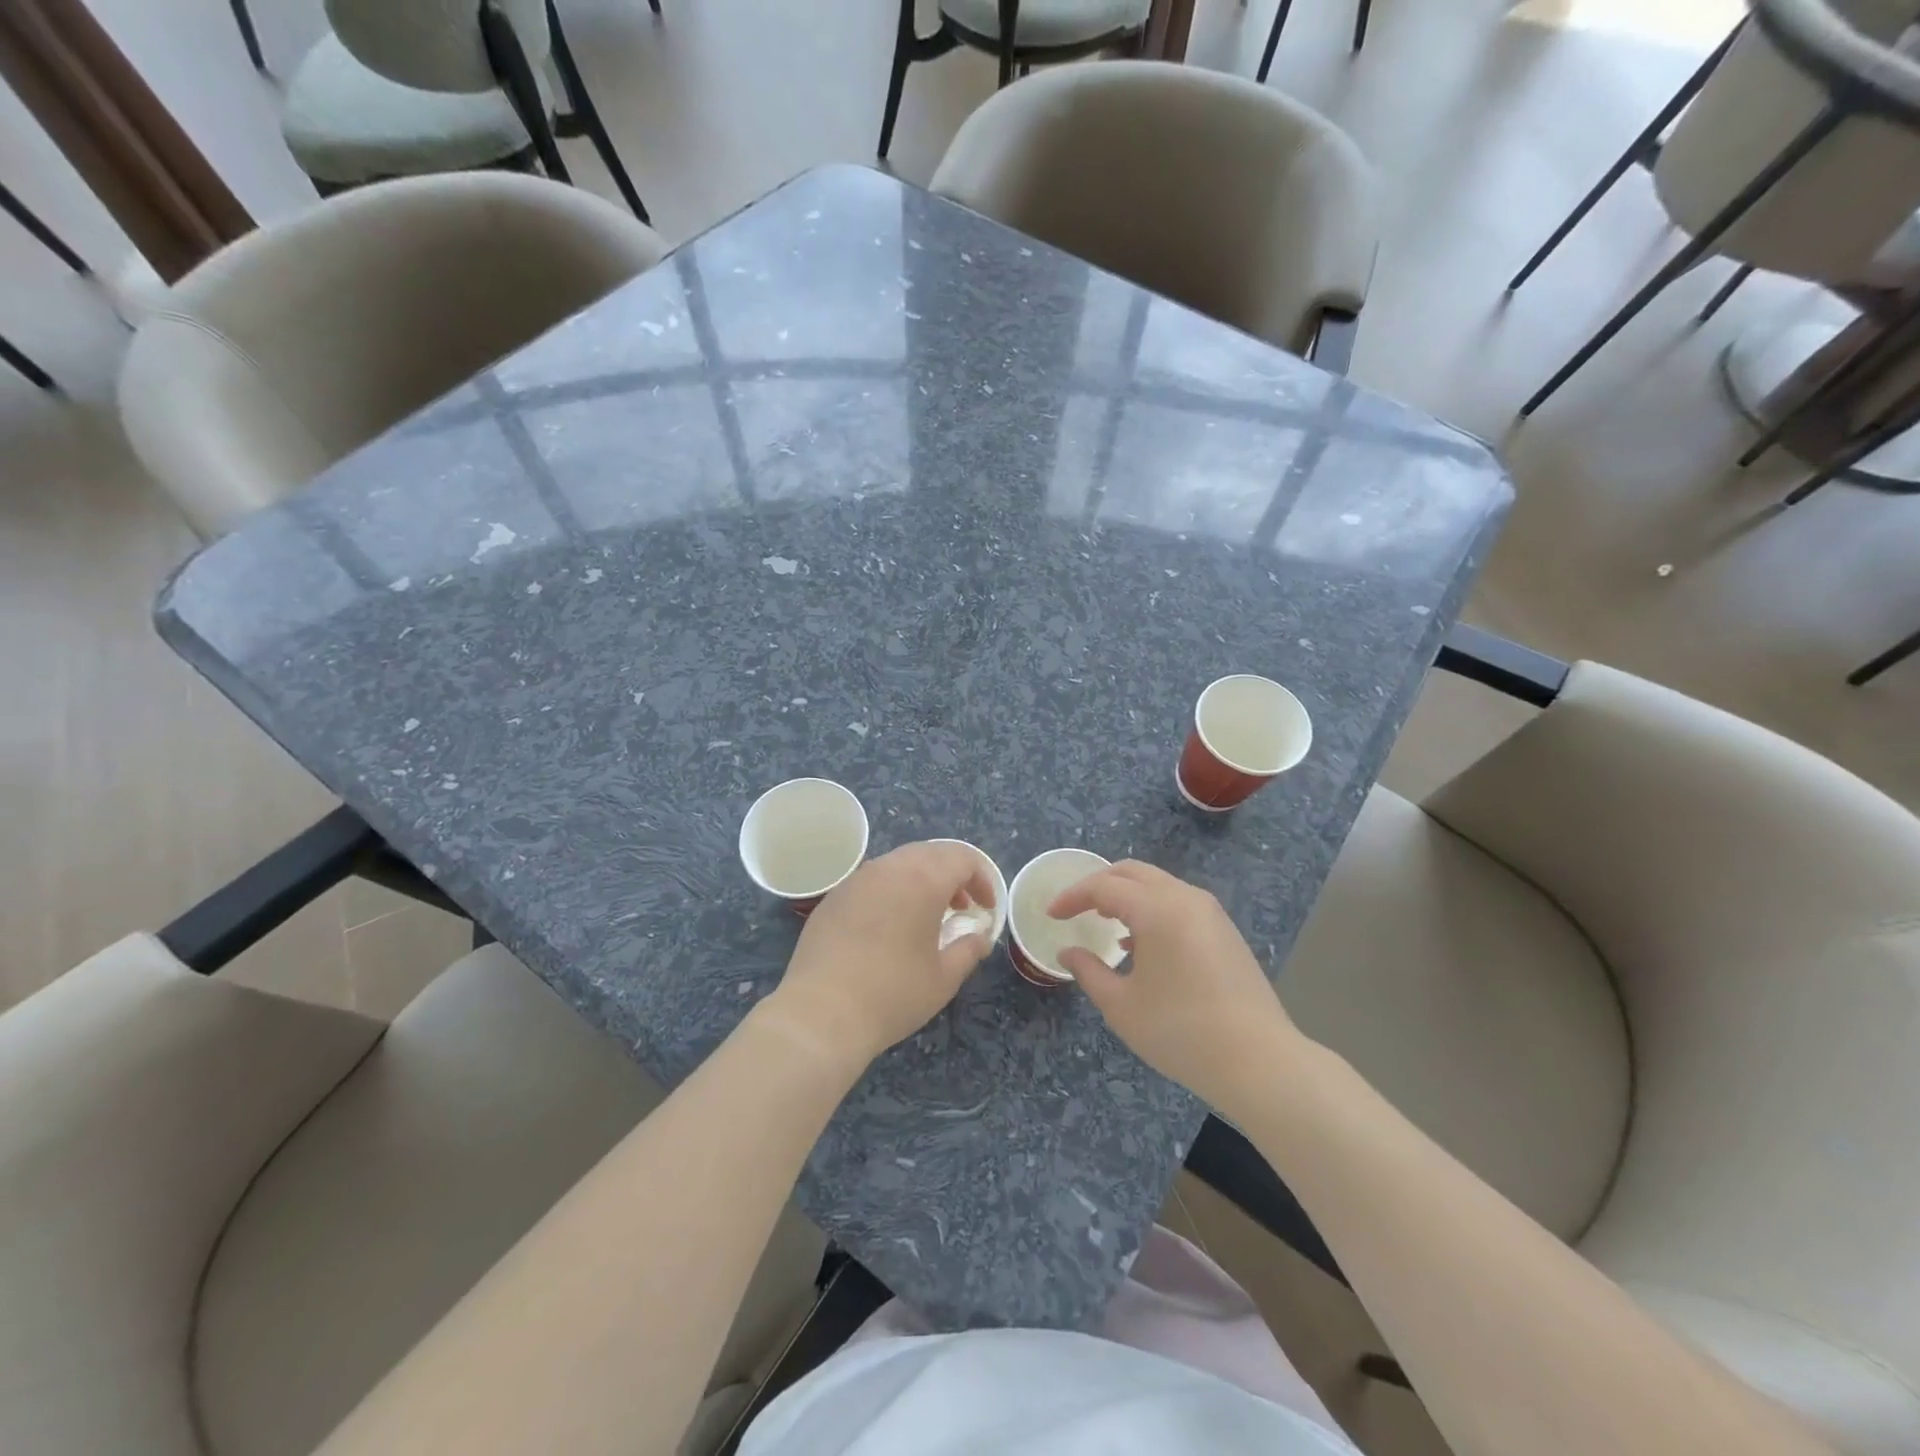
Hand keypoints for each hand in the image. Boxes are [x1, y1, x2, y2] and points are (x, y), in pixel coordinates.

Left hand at [765, 841, 996, 1072]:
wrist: (821, 1013)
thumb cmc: (893, 994)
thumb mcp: (944, 978)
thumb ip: (968, 949)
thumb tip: (979, 936)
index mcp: (923, 879)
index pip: (962, 858)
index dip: (982, 879)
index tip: (986, 908)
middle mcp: (889, 868)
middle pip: (931, 853)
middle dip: (953, 875)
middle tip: (961, 909)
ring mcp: (857, 879)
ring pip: (899, 863)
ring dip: (922, 880)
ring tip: (927, 917)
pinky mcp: (834, 896)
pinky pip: (873, 880)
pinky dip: (892, 891)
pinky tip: (889, 926)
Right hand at [1048, 861, 1302, 1113]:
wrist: (1260, 1062)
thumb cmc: (1181, 1032)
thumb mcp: (1122, 1006)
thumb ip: (1088, 971)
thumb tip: (1068, 952)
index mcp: (1157, 909)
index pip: (1103, 886)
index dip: (1072, 897)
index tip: (1051, 915)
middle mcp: (1185, 898)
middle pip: (1132, 873)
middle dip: (1098, 885)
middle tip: (1075, 909)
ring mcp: (1210, 912)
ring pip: (1158, 885)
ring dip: (1127, 896)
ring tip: (1105, 925)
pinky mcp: (1225, 931)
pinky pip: (1178, 903)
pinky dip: (1151, 909)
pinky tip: (1141, 945)